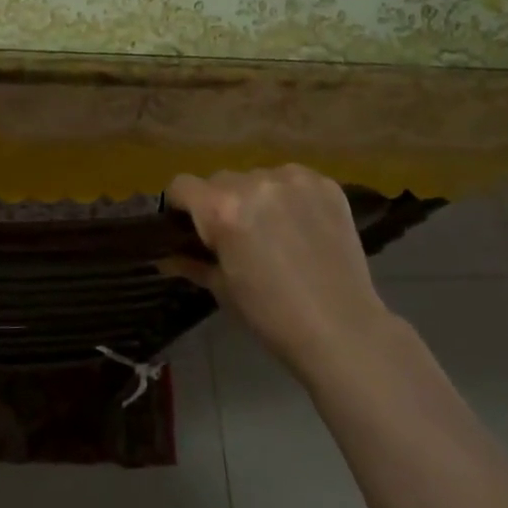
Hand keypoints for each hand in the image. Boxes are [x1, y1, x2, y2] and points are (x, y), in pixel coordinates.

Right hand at [164, 165, 394, 381]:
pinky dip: (290, 197)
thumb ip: (191, 262)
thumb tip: (164, 256)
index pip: (182, 185)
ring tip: (275, 232)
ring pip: (257, 178)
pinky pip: (292, 180)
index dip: (180, 205)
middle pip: (220, 180)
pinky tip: (302, 226)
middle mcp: (254, 183)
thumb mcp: (223, 289)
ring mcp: (293, 179)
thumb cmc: (272, 316)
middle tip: (237, 237)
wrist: (343, 330)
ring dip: (257, 198)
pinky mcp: (325, 183)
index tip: (189, 226)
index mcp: (222, 209)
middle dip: (221, 203)